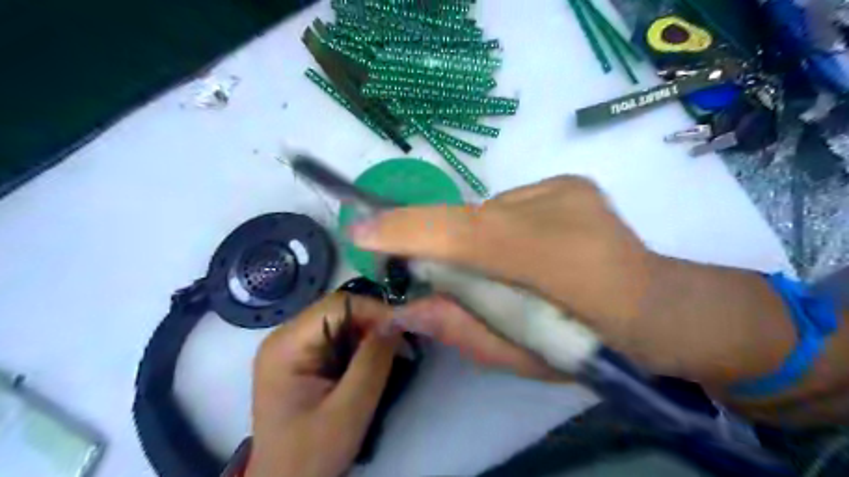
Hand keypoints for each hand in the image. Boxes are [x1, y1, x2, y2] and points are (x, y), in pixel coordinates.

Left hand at [247, 292, 399, 476]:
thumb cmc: (311, 453)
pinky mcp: (302, 357)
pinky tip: (372, 360)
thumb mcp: (349, 409)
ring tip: (392, 352)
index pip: (337, 306)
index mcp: (286, 345)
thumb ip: (373, 361)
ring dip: (369, 333)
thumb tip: (396, 322)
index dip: (374, 310)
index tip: (404, 328)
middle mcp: (285, 336)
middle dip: (373, 322)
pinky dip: (360, 344)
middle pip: (338, 310)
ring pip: (341, 321)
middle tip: (401, 342)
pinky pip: (337, 336)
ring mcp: (292, 345)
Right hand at [348, 177, 650, 377]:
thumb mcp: (523, 357)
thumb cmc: (596, 346)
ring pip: (487, 211)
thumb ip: (461, 329)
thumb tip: (406, 308)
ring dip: (477, 239)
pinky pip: (511, 205)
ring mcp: (563, 187)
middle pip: (466, 218)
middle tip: (435, 271)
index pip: (460, 233)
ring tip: (501, 268)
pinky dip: (502, 228)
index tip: (359, 231)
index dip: (406, 230)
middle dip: (437, 240)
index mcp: (550, 259)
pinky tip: (528, 251)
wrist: (665, 309)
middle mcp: (553, 207)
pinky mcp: (570, 183)